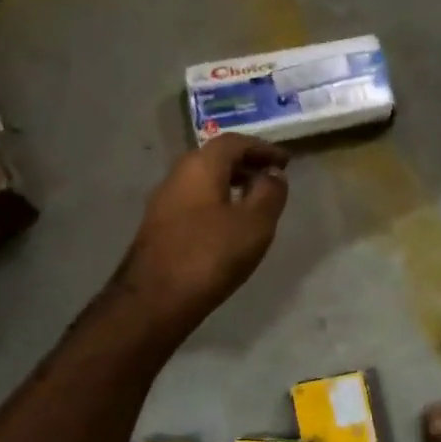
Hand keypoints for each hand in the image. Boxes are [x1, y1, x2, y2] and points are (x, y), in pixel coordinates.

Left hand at [118, 134, 289, 331]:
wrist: (154, 299)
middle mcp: (177, 174)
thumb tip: (273, 174)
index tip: (286, 162)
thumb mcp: (254, 223)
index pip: (235, 142)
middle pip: (215, 158)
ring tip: (254, 203)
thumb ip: (269, 193)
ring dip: (230, 184)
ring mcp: (163, 201)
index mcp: (200, 166)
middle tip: (271, 179)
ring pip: (203, 181)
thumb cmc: (210, 255)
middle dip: (246, 164)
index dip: (263, 148)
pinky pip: (194, 201)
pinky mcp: (158, 226)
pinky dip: (216, 202)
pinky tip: (228, 226)